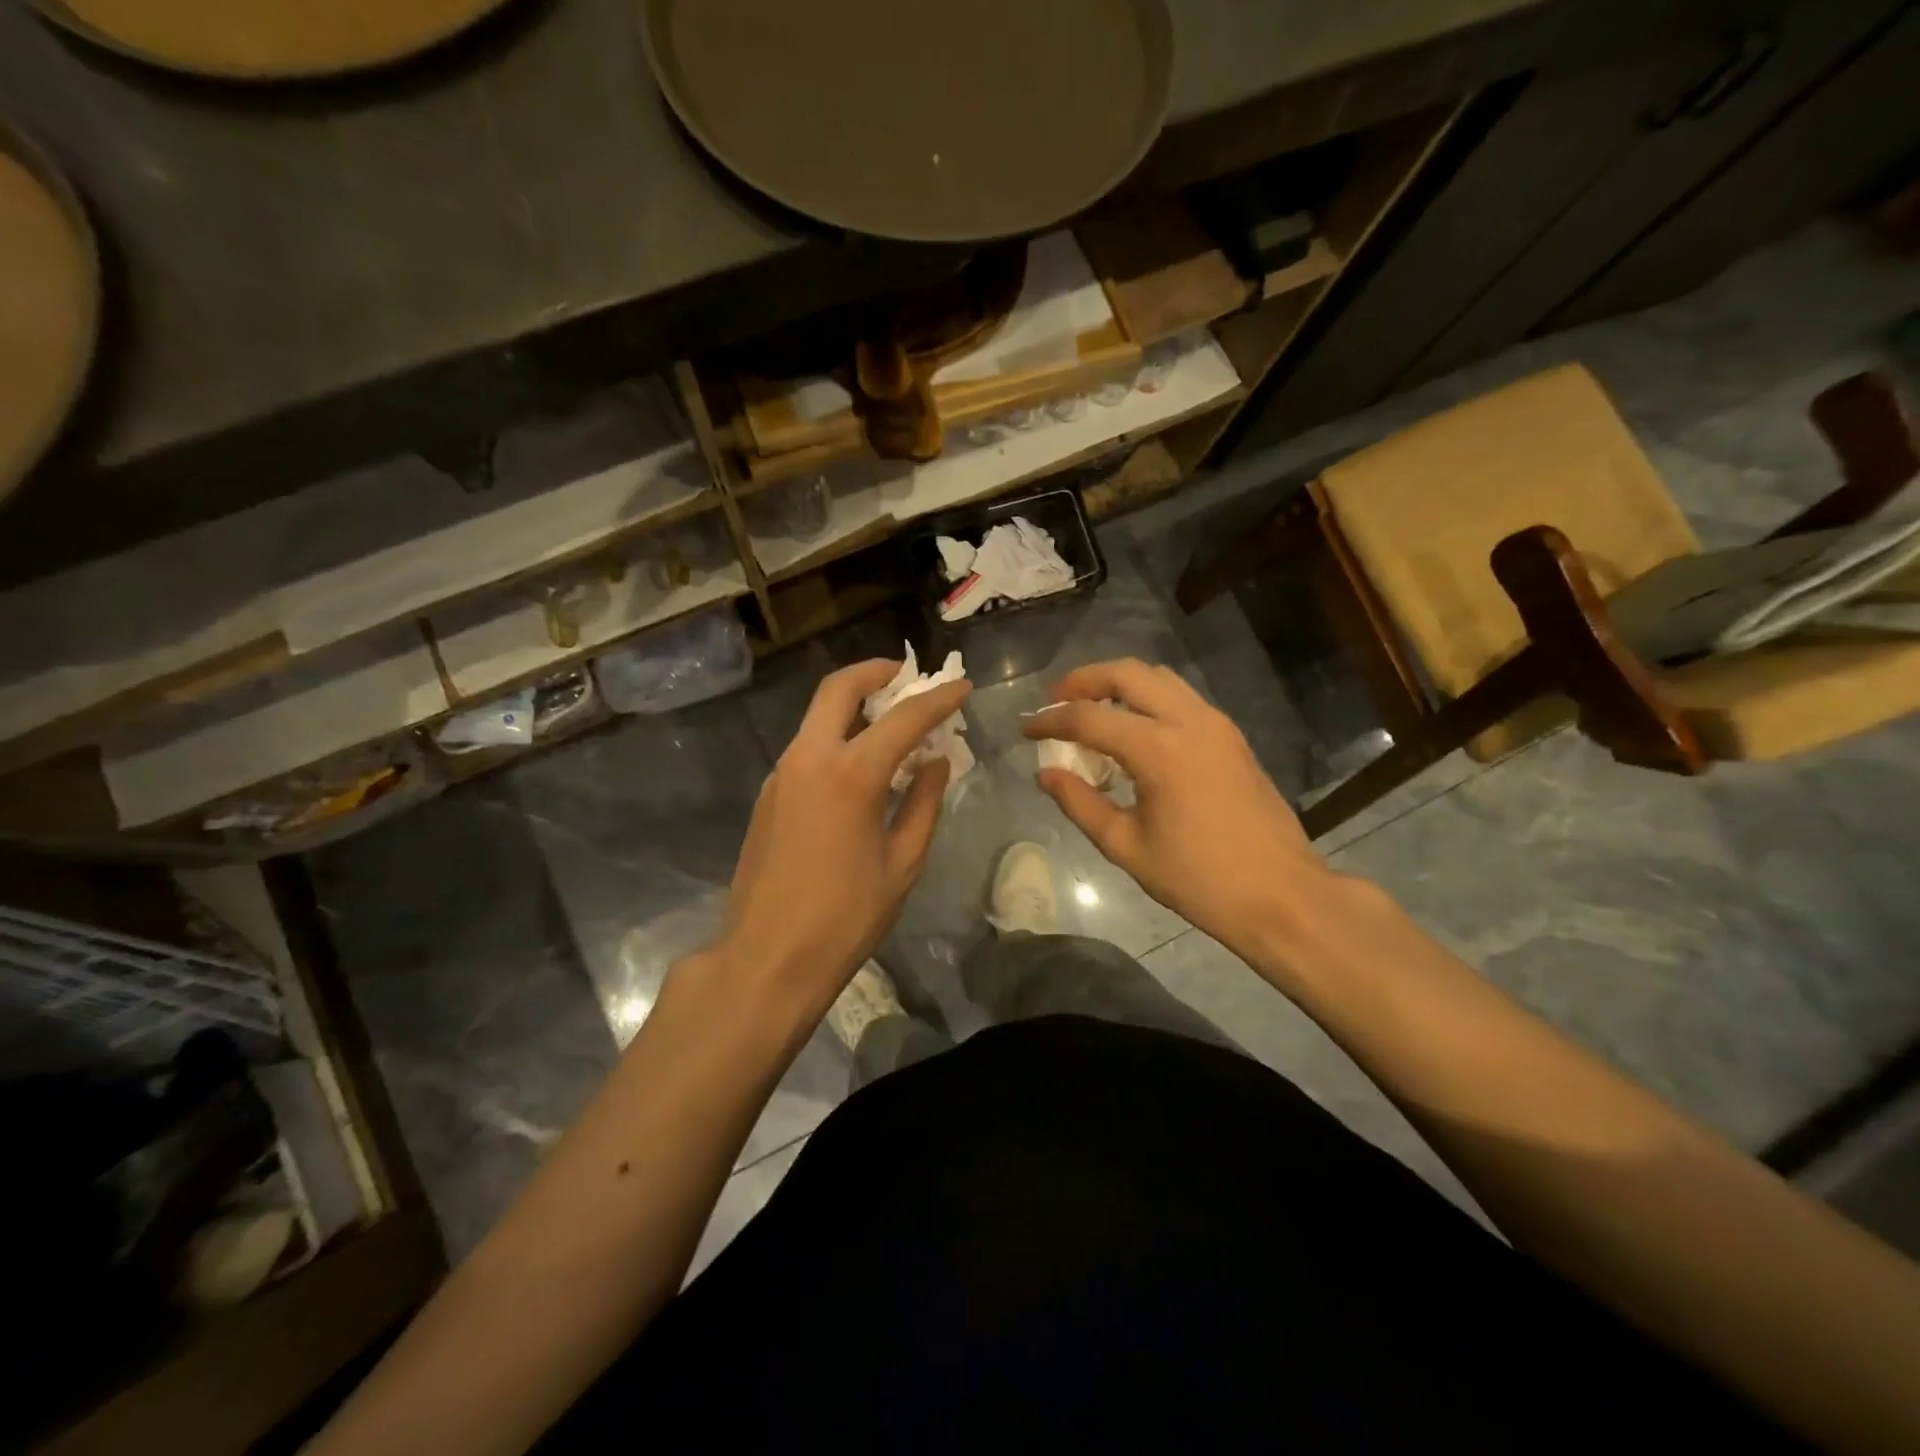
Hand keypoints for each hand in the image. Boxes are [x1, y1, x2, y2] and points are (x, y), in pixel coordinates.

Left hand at [714, 658, 970, 1016]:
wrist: (767, 956)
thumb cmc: (845, 916)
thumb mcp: (903, 862)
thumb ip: (924, 802)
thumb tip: (936, 762)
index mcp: (851, 774)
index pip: (904, 718)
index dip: (938, 698)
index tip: (962, 686)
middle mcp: (810, 758)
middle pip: (839, 688)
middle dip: (875, 672)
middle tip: (906, 676)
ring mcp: (782, 773)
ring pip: (818, 715)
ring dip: (854, 705)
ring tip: (890, 721)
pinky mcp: (769, 793)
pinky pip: (808, 746)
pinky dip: (837, 736)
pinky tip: (860, 765)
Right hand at [1023, 659, 1329, 956]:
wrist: (1280, 894)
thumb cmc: (1198, 880)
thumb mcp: (1126, 847)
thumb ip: (1080, 804)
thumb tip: (1045, 774)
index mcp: (1158, 750)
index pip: (1089, 718)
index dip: (1050, 719)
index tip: (1026, 727)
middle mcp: (1188, 722)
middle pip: (1127, 674)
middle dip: (1084, 680)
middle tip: (1056, 700)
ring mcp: (1216, 724)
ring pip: (1158, 678)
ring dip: (1119, 684)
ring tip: (1091, 708)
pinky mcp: (1231, 736)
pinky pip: (1180, 697)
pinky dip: (1148, 698)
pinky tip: (1133, 728)